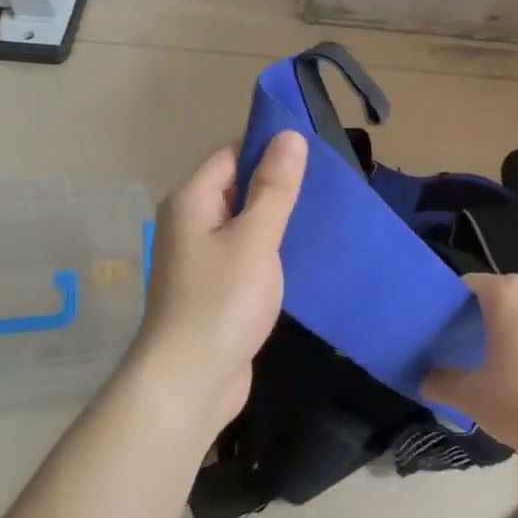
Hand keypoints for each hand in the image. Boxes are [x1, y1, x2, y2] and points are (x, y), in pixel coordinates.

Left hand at [127, 131, 307, 435]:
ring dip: (276, 221)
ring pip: (243, 224)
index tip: (313, 155)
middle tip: (327, 187)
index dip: (268, 150)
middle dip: (277, 186)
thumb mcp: (255, 238)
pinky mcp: (213, 288)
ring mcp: (199, 258)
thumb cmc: (221, 301)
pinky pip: (244, 255)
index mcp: (191, 201)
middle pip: (236, 188)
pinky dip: (269, 251)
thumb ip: (273, 188)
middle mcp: (189, 223)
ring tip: (323, 217)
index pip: (231, 155)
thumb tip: (288, 135)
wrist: (190, 381)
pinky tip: (302, 256)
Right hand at [423, 273, 517, 458]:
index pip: (471, 284)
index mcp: (507, 295)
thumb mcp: (471, 397)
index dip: (455, 302)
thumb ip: (443, 384)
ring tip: (508, 357)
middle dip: (488, 314)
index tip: (445, 325)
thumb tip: (425, 381)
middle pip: (505, 295)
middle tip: (471, 343)